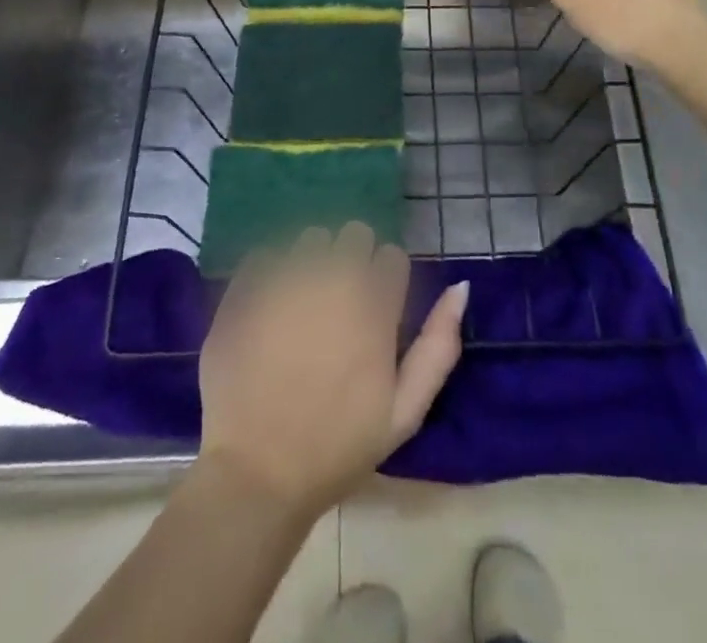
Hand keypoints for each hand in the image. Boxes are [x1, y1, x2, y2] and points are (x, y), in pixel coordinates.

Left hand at [197, 223, 468, 519]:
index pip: (391, 256)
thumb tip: (460, 287)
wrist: (256, 474)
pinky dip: (271, 272)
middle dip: (353, 258)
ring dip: (313, 260)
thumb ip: (438, 345)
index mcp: (373, 306)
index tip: (376, 308)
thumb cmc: (337, 448)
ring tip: (303, 301)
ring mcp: (285, 280)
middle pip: (354, 234)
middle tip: (340, 301)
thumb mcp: (404, 412)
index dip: (387, 280)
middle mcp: (332, 279)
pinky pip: (266, 255)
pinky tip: (269, 307)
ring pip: (311, 238)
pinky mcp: (246, 289)